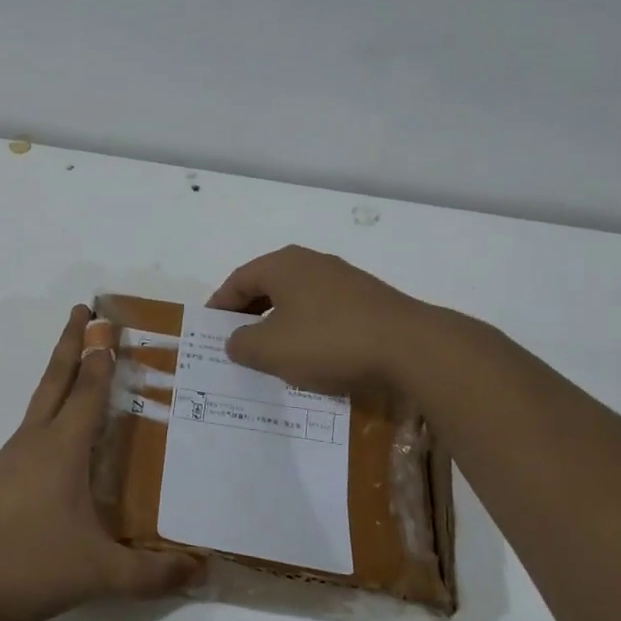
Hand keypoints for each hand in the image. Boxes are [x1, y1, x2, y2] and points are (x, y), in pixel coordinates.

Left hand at [0, 306, 202, 620]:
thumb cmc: (26, 564)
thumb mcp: (98, 573)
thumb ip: (151, 574)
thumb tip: (201, 570)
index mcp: (62, 447)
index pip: (88, 389)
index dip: (101, 355)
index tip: (109, 322)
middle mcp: (34, 441)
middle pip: (56, 378)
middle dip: (71, 342)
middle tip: (82, 309)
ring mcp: (10, 460)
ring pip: (40, 404)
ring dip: (59, 377)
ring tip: (78, 369)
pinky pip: (31, 433)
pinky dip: (49, 415)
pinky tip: (58, 442)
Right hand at [207, 245, 433, 395]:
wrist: (410, 347)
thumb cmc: (328, 341)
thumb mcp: (270, 350)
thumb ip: (242, 344)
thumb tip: (236, 340)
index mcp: (283, 265)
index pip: (238, 280)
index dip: (219, 306)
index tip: (210, 331)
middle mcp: (312, 263)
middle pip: (268, 286)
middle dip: (249, 315)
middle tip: (236, 343)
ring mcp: (344, 280)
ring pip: (298, 300)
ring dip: (280, 325)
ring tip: (272, 355)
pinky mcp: (369, 301)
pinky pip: (324, 313)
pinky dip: (309, 331)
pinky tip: (313, 357)